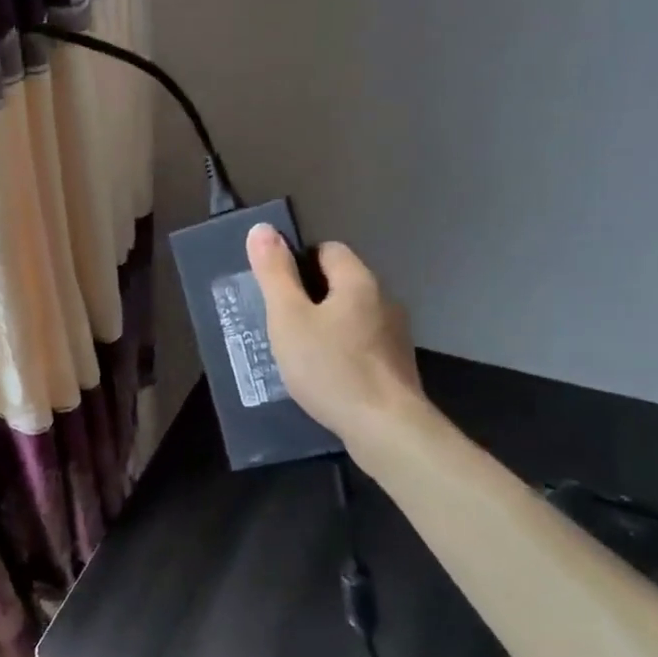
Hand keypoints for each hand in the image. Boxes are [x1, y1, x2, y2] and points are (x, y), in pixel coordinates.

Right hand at [245, 224, 430, 450]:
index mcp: (359, 281)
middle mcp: (384, 300)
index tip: (276, 291)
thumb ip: (274, 273)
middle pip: (340, 283)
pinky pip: (361, 344)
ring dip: (325, 326)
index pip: (327, 250)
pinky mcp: (396, 365)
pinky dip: (340, 351)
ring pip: (351, 316)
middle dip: (309, 297)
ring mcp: (395, 335)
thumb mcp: (288, 318)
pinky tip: (323, 375)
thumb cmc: (329, 367)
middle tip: (279, 323)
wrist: (384, 428)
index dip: (297, 263)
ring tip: (297, 351)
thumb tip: (261, 228)